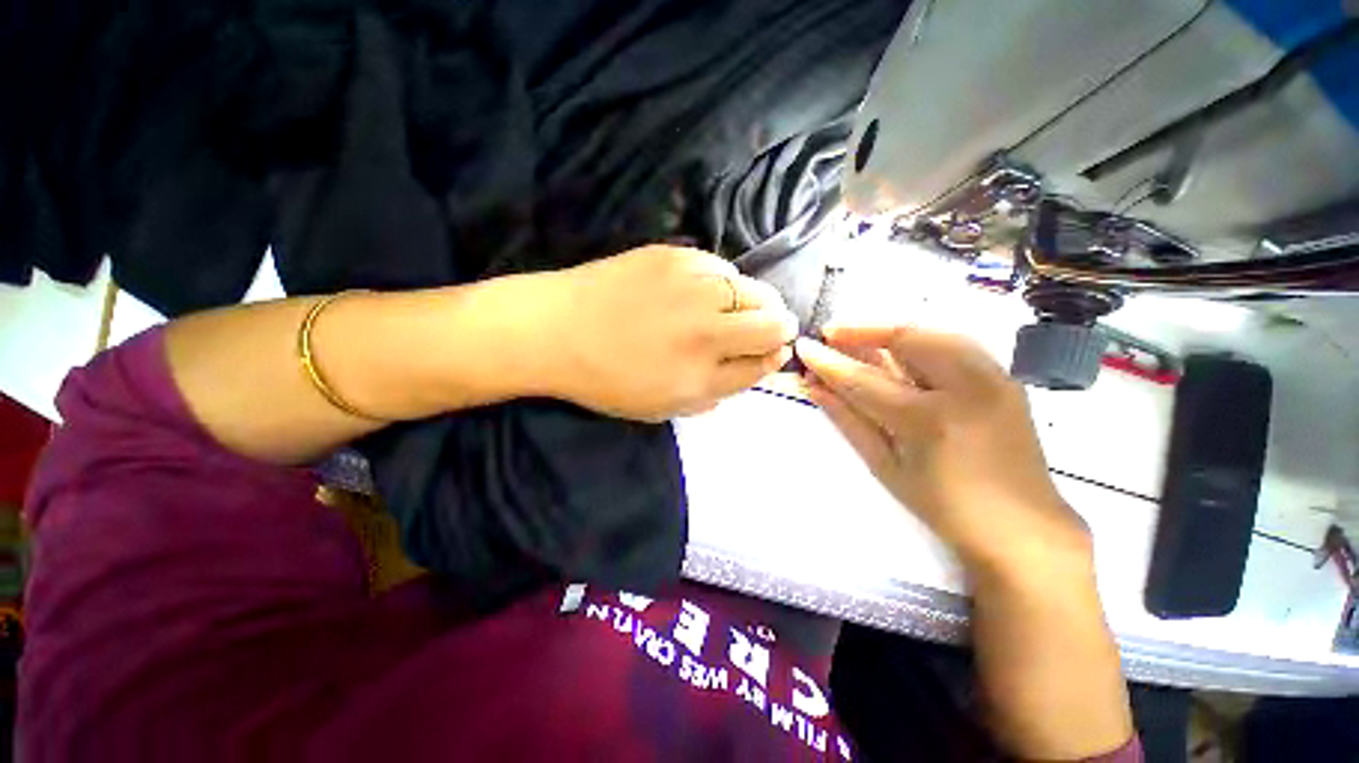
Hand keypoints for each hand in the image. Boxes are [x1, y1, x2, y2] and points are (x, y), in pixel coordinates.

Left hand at [535, 245, 796, 421]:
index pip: (762, 365)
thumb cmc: (606, 379)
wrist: (556, 330)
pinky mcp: (676, 257)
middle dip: (779, 328)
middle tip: (767, 328)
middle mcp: (706, 333)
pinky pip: (723, 268)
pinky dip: (726, 282)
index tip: (770, 352)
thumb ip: (714, 393)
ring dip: (758, 302)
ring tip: (740, 307)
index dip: (773, 358)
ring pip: (756, 291)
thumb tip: (755, 366)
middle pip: (773, 325)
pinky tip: (708, 289)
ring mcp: (693, 290)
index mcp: (700, 378)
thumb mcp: (663, 407)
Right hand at [796, 326, 1090, 576]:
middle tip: (829, 334)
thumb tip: (814, 388)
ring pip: (932, 332)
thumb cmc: (943, 506)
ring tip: (857, 336)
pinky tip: (897, 349)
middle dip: (862, 330)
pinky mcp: (1005, 378)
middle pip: (905, 338)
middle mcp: (965, 387)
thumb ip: (848, 420)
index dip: (829, 362)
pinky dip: (919, 340)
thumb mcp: (885, 467)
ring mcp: (993, 378)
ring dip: (889, 330)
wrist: (1022, 528)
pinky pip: (954, 343)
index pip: (864, 379)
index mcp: (928, 420)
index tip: (803, 347)